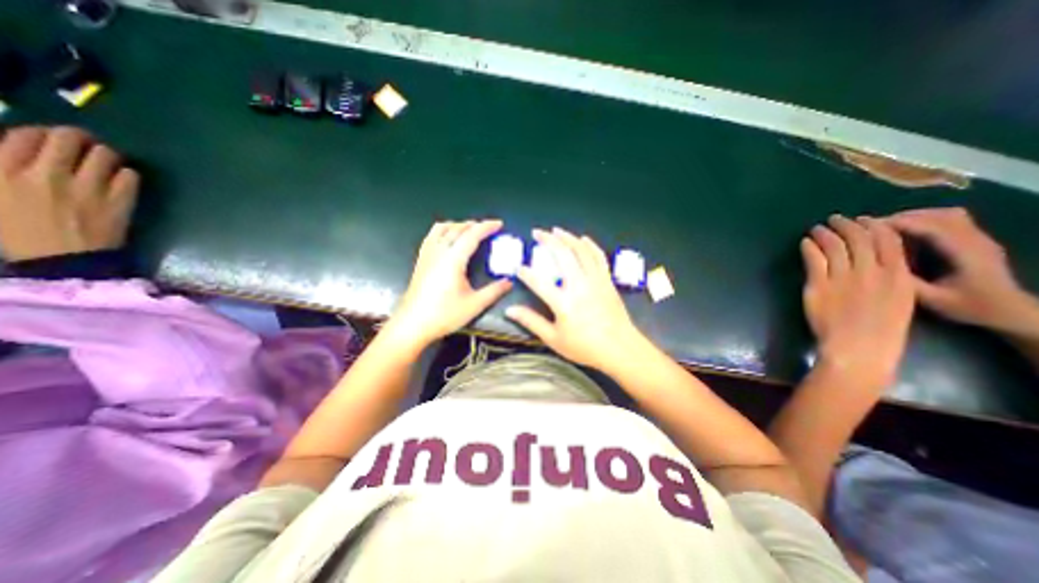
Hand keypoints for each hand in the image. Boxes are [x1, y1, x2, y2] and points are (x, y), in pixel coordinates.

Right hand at [0, 128, 138, 262]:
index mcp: (1, 171)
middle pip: (69, 138)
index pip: (25, 134)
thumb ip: (4, 170)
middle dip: (78, 137)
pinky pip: (130, 176)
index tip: (50, 139)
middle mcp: (46, 174)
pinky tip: (121, 178)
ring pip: (105, 154)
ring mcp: (89, 188)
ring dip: (106, 154)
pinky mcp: (120, 201)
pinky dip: (127, 173)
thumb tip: (20, 150)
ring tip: (104, 160)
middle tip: (83, 144)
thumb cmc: (18, 232)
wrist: (63, 261)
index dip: (42, 132)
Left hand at [383, 221, 511, 350]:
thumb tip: (509, 281)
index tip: (499, 224)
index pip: (472, 235)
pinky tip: (447, 239)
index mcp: (453, 259)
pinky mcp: (420, 261)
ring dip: (458, 225)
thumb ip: (494, 291)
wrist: (412, 325)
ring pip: (442, 229)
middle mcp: (439, 252)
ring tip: (469, 230)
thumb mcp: (474, 305)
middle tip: (488, 228)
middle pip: (457, 228)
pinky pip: (431, 236)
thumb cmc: (444, 315)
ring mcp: (427, 255)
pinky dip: (443, 231)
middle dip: (474, 224)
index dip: (487, 226)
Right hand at [509, 227, 647, 369]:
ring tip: (556, 231)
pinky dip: (590, 245)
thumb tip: (510, 310)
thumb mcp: (554, 339)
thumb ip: (531, 321)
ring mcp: (595, 280)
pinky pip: (598, 257)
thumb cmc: (585, 346)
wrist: (620, 348)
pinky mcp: (606, 280)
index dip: (525, 272)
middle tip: (537, 232)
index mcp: (564, 302)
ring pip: (581, 251)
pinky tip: (583, 239)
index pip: (538, 282)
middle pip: (562, 255)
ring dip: (568, 237)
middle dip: (548, 240)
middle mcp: (579, 285)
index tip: (518, 267)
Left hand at [798, 217, 910, 383]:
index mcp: (899, 276)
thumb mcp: (900, 302)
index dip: (874, 226)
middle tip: (835, 219)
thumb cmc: (881, 331)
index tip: (864, 219)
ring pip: (835, 246)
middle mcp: (872, 272)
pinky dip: (809, 247)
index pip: (889, 241)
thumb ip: (889, 280)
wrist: (857, 349)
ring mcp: (844, 278)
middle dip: (847, 225)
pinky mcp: (819, 285)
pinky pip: (814, 260)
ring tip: (817, 228)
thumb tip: (874, 264)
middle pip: (859, 239)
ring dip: (825, 233)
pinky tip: (805, 242)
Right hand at [883, 206, 1037, 333]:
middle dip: (902, 217)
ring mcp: (979, 238)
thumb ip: (906, 281)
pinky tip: (906, 230)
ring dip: (913, 216)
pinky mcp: (975, 239)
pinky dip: (924, 219)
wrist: (1009, 311)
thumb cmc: (968, 307)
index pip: (931, 228)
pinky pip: (950, 219)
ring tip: (883, 227)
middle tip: (868, 226)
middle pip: (938, 216)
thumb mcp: (932, 299)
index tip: (866, 227)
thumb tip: (875, 265)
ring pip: (945, 214)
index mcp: (966, 253)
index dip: (897, 224)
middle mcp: (976, 240)